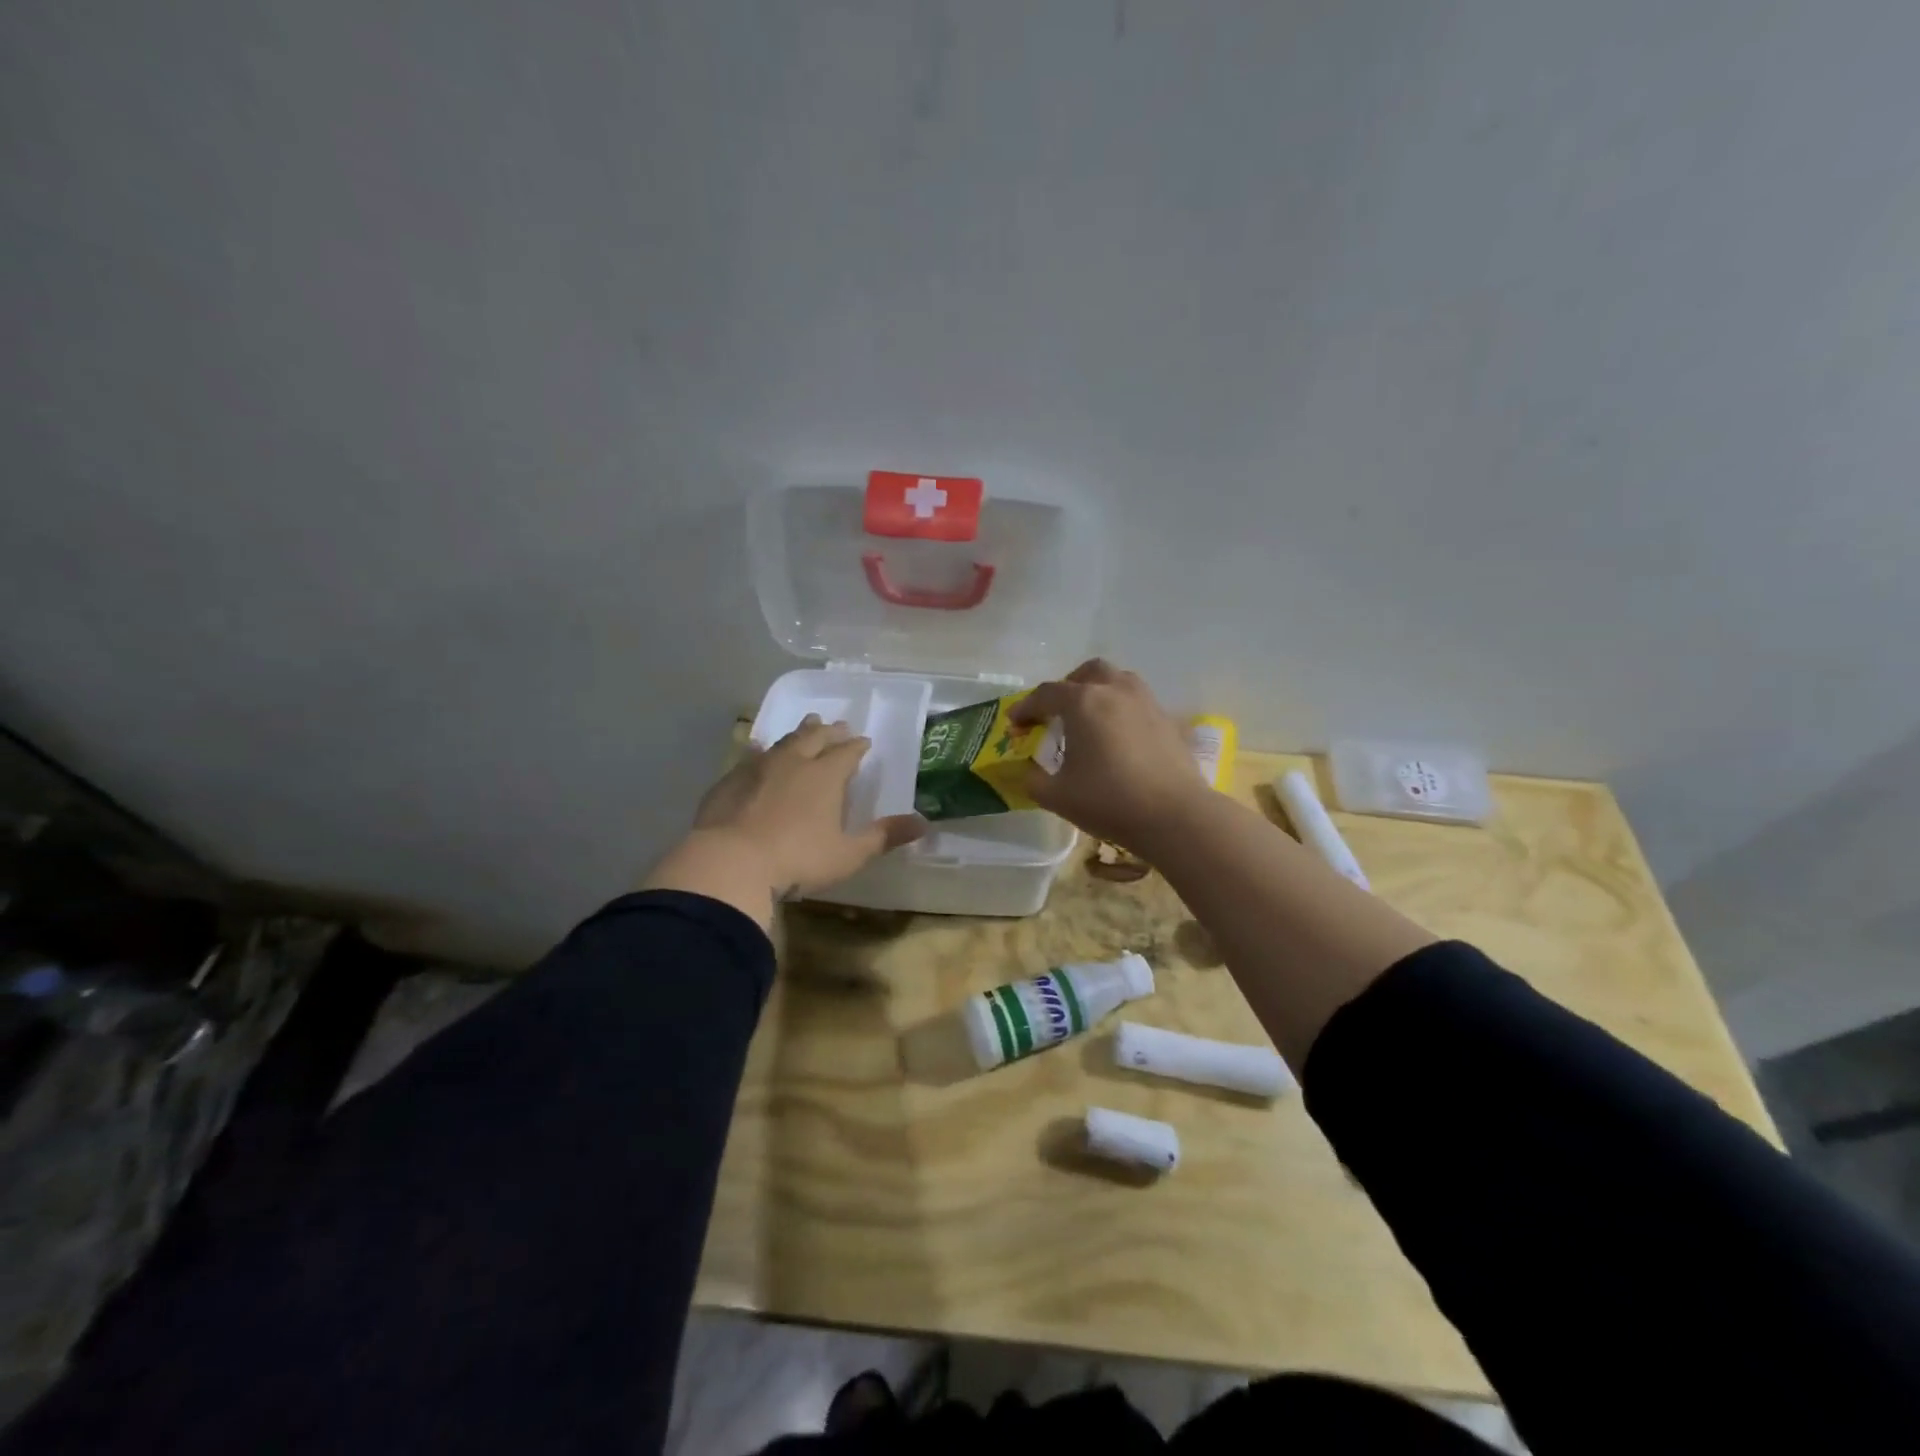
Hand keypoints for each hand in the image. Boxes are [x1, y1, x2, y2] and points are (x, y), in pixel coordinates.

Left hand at [643, 716, 926, 926]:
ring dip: (798, 733)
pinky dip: (760, 750)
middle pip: (814, 738)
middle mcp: (793, 762)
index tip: (864, 741)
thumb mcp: (848, 854)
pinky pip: (750, 756)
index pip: (846, 752)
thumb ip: (884, 836)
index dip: (857, 746)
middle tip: (837, 725)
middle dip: (829, 731)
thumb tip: (924, 824)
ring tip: (806, 726)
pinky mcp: (730, 781)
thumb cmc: (797, 860)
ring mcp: (758, 768)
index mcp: (825, 776)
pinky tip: (758, 750)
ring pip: (783, 742)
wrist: (729, 863)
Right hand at [1010, 660, 1206, 855]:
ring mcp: (1146, 702)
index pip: (1046, 694)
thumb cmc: (1109, 801)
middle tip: (1056, 712)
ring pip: (1118, 680)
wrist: (1174, 815)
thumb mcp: (1057, 796)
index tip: (1015, 723)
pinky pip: (1138, 702)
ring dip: (1099, 691)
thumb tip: (1029, 771)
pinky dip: (1122, 710)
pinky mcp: (1168, 720)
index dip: (1026, 707)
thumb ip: (1034, 780)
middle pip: (1087, 673)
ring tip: (1090, 719)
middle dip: (1067, 686)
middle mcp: (1115, 691)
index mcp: (1083, 702)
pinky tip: (1119, 738)